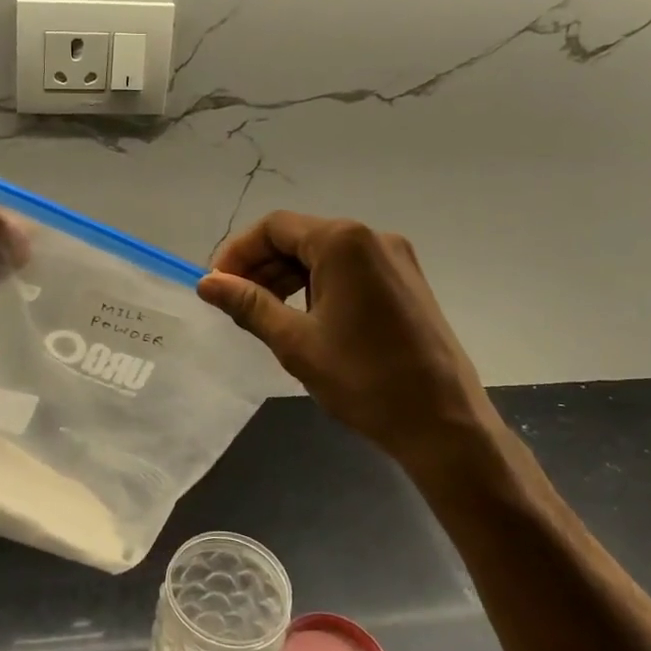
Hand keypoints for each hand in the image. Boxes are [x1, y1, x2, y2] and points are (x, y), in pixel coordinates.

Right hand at [198, 213, 497, 466]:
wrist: (443, 422)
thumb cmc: (363, 380)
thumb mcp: (295, 342)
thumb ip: (248, 304)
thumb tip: (206, 283)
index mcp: (344, 242)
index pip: (275, 227)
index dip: (238, 252)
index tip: (216, 285)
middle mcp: (373, 238)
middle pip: (301, 236)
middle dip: (262, 266)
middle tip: (234, 304)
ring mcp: (395, 259)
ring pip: (325, 254)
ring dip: (288, 277)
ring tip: (264, 315)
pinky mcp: (406, 282)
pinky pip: (350, 270)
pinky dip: (318, 286)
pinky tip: (304, 319)